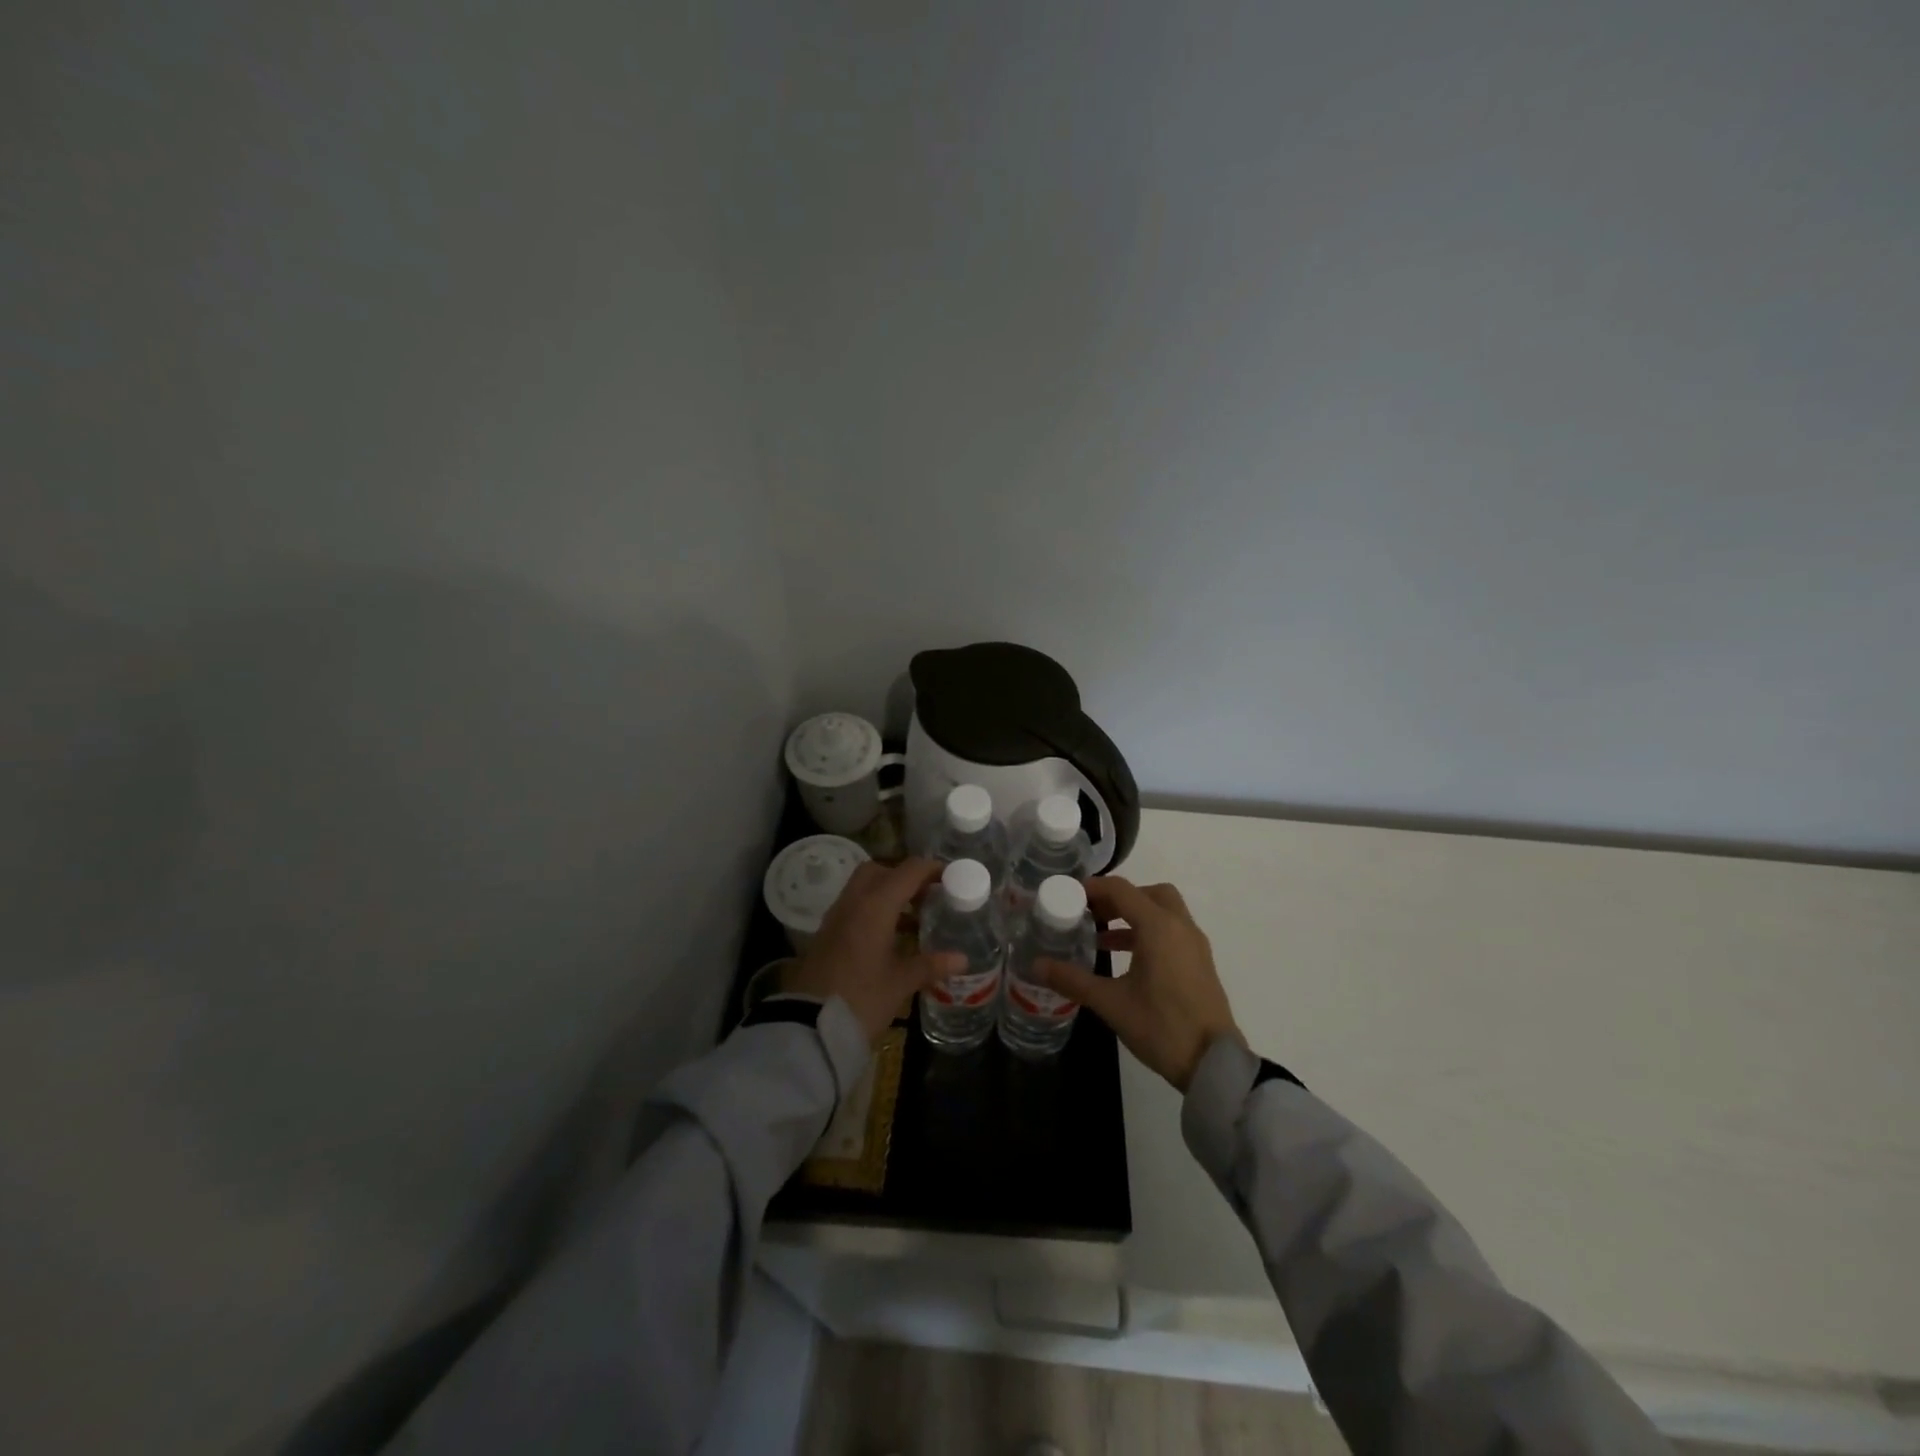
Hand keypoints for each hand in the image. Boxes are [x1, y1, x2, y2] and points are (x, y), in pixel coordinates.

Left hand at [785, 857, 965, 1042]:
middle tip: (927, 895)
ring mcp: (836, 917)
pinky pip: (854, 907)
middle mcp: (854, 902)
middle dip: (904, 877)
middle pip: (879, 871)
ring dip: (888, 894)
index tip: (951, 877)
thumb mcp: (900, 983)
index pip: (908, 871)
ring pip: (863, 888)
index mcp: (875, 906)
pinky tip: (890, 937)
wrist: (808, 1026)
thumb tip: (962, 959)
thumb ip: (930, 965)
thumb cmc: (861, 999)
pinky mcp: (826, 934)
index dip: (931, 869)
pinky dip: (874, 910)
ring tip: (915, 918)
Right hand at [1034, 876, 1240, 1091]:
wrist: (1213, 1063)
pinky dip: (1148, 932)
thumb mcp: (1111, 1003)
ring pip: (1163, 911)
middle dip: (1118, 897)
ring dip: (1133, 915)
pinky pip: (1171, 931)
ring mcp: (1194, 944)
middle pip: (1148, 893)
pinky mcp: (1199, 962)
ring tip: (1100, 936)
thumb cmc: (1161, 1027)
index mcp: (1158, 927)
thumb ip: (1073, 980)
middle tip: (1091, 913)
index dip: (1093, 887)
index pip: (1121, 890)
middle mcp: (1180, 926)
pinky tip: (1125, 959)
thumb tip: (1035, 965)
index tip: (1068, 895)